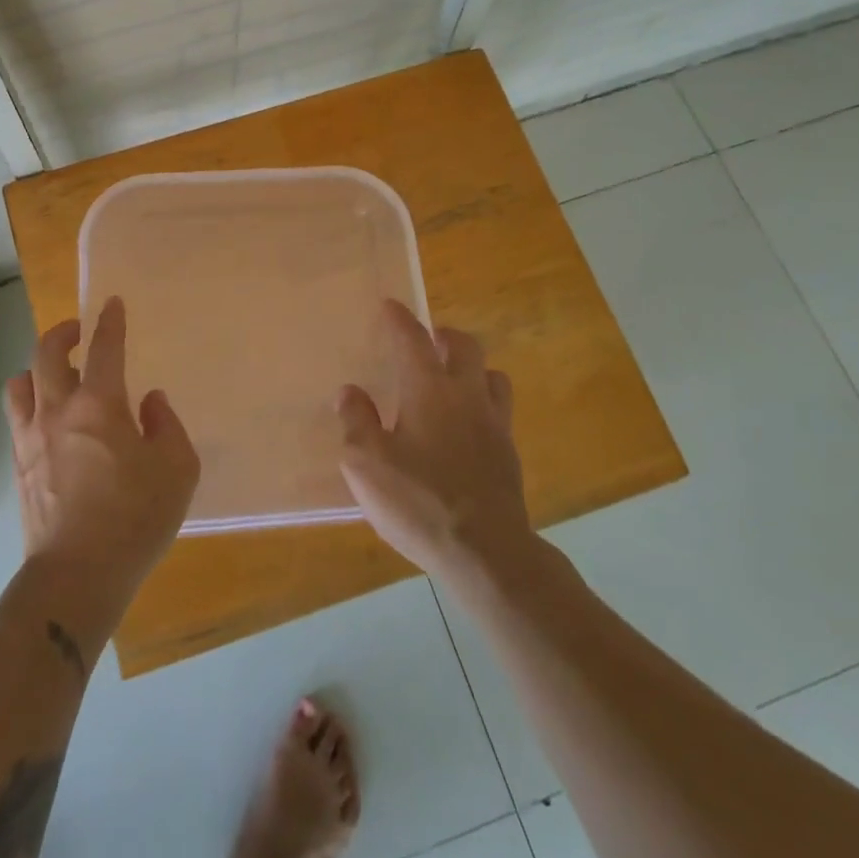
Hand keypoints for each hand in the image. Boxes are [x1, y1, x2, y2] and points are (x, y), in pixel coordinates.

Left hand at [5, 297, 200, 621]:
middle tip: (78, 331)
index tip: (112, 304)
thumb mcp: (177, 470)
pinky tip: (46, 418)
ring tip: (54, 374)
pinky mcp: (19, 466)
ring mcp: (32, 438)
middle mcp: (58, 410)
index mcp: (100, 405)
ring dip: (37, 368)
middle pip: (47, 353)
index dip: (110, 321)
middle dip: (63, 332)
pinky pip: (17, 417)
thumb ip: (167, 426)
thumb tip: (150, 402)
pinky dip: (29, 402)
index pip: (105, 347)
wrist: (76, 575)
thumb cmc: (135, 519)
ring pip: (21, 383)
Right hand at [337, 300, 528, 582]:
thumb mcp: (366, 463)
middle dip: (444, 335)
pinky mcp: (509, 454)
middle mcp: (466, 395)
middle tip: (428, 340)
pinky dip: (482, 404)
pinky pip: (499, 410)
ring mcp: (494, 424)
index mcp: (429, 389)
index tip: (390, 305)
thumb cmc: (418, 501)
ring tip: (452, 380)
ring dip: (472, 368)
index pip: (412, 339)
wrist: (486, 552)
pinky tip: (466, 426)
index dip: (399, 319)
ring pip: (492, 376)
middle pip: (465, 346)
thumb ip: (356, 421)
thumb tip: (350, 391)